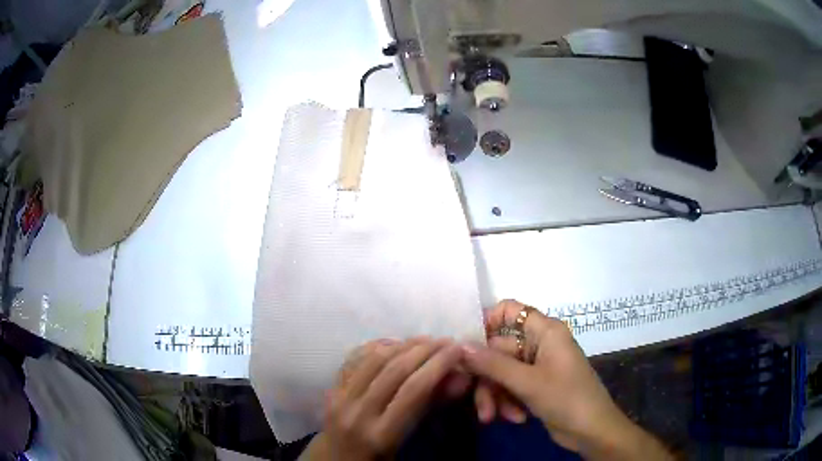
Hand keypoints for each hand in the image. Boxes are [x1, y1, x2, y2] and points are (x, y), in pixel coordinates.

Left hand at [303, 337, 465, 460]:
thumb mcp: (405, 446)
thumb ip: (428, 413)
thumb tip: (459, 380)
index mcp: (381, 435)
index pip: (414, 390)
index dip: (439, 364)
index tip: (458, 349)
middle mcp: (357, 413)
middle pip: (394, 370)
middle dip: (425, 350)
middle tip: (446, 341)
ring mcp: (339, 400)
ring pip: (373, 359)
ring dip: (403, 344)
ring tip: (425, 341)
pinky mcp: (330, 391)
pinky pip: (353, 360)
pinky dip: (376, 347)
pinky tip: (394, 344)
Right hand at [462, 300, 671, 459]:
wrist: (591, 431)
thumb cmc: (566, 398)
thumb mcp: (527, 382)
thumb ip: (492, 364)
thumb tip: (458, 346)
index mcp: (545, 331)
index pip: (509, 310)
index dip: (486, 321)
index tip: (464, 345)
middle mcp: (539, 344)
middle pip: (499, 350)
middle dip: (487, 379)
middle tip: (477, 400)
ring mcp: (537, 366)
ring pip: (501, 372)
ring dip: (495, 395)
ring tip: (493, 417)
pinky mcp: (535, 385)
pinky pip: (510, 387)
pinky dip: (507, 402)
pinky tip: (515, 418)